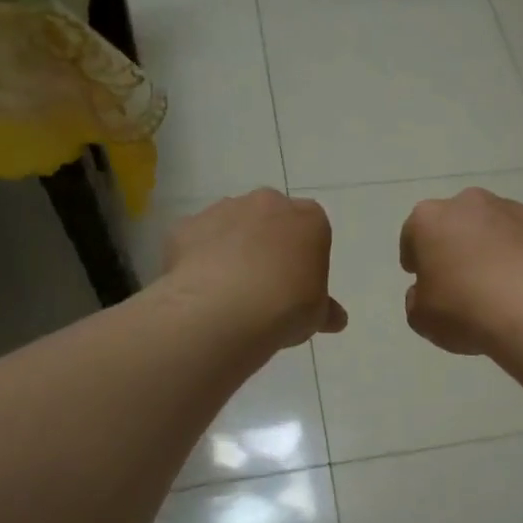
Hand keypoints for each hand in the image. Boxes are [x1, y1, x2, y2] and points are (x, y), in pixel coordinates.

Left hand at [163, 189, 346, 347]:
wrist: (225, 311)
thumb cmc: (286, 309)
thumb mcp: (317, 315)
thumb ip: (325, 310)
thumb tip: (335, 318)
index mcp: (309, 219)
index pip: (312, 227)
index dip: (304, 254)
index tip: (298, 282)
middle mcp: (267, 203)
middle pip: (270, 217)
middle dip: (267, 242)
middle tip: (264, 282)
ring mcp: (223, 210)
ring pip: (231, 224)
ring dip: (231, 246)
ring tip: (229, 289)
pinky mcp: (186, 226)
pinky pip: (196, 239)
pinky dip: (198, 257)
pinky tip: (201, 288)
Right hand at [400, 187, 522, 354]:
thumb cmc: (466, 309)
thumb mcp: (421, 318)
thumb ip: (417, 298)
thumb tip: (427, 290)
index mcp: (429, 219)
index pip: (413, 235)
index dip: (416, 259)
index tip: (423, 280)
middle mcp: (469, 203)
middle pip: (455, 223)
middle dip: (456, 246)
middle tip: (461, 281)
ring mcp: (512, 209)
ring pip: (493, 227)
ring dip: (491, 247)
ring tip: (500, 284)